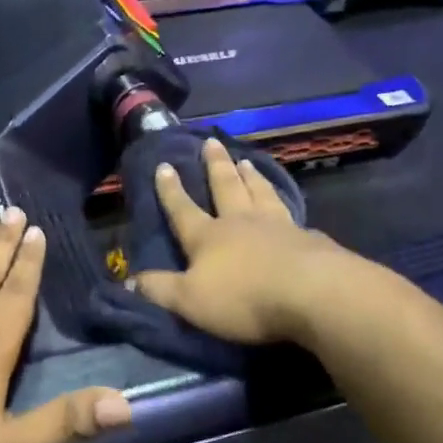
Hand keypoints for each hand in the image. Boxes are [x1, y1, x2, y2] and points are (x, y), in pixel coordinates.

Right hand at [131, 139, 352, 344]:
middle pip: (226, 187)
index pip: (183, 210)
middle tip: (211, 142)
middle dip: (215, 166)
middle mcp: (241, 222)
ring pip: (259, 192)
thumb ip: (161, 290)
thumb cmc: (243, 297)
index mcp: (208, 237)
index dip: (171, 190)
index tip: (164, 165)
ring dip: (250, 176)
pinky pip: (289, 212)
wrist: (311, 293)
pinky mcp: (307, 238)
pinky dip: (282, 201)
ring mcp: (277, 226)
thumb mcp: (190, 300)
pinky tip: (285, 202)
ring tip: (246, 161)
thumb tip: (131, 280)